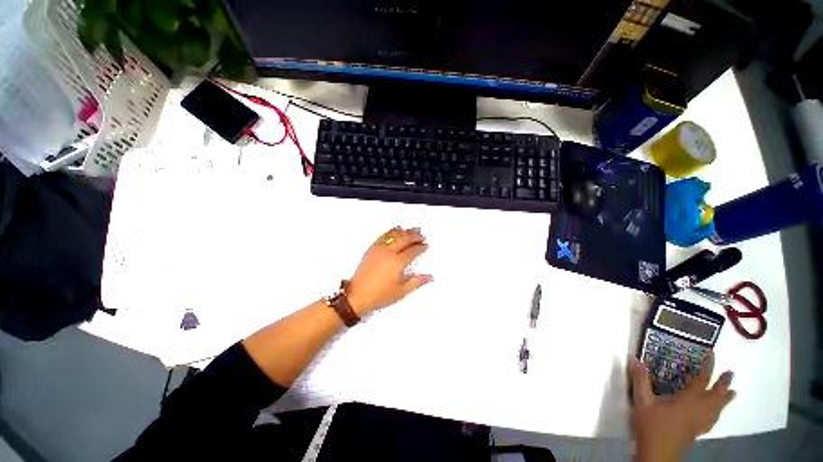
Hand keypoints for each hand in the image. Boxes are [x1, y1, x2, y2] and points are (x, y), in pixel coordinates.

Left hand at [346, 227, 432, 314]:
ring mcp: (379, 249)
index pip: (413, 251)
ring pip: (394, 235)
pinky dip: (391, 231)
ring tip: (412, 230)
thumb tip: (431, 277)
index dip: (421, 247)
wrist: (357, 295)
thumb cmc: (381, 295)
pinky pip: (383, 236)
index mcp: (398, 262)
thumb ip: (417, 282)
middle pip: (404, 239)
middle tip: (421, 235)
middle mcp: (389, 252)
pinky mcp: (371, 248)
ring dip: (404, 231)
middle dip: (415, 236)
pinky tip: (396, 230)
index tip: (426, 245)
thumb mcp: (401, 291)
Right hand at [631, 354, 734, 461]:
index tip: (712, 355)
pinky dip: (718, 413)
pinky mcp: (698, 432)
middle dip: (723, 383)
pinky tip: (718, 413)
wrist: (657, 454)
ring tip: (733, 392)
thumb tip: (635, 358)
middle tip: (731, 373)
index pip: (701, 381)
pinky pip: (713, 420)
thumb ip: (640, 380)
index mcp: (687, 401)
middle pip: (715, 395)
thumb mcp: (641, 401)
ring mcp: (700, 423)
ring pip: (717, 409)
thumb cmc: (650, 426)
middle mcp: (698, 411)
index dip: (708, 367)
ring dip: (725, 399)